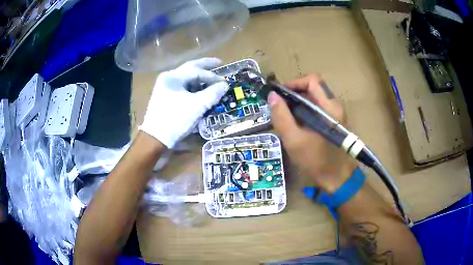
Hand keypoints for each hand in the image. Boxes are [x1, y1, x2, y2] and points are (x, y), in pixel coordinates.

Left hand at [139, 58, 228, 147]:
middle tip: (219, 63)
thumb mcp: (197, 106)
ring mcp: (164, 87)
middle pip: (190, 68)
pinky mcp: (165, 96)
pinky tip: (200, 88)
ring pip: (185, 77)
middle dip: (205, 66)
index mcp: (173, 77)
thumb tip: (224, 85)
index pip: (197, 71)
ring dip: (199, 76)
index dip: (213, 76)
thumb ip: (212, 93)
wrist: (155, 138)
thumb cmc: (176, 119)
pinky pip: (182, 86)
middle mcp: (168, 78)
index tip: (225, 82)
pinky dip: (192, 86)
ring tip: (211, 76)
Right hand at [268, 74, 357, 192]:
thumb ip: (281, 117)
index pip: (312, 80)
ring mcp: (335, 114)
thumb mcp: (294, 140)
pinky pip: (318, 108)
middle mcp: (334, 106)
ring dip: (298, 102)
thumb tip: (272, 96)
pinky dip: (305, 110)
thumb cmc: (316, 160)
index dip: (294, 83)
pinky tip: (296, 123)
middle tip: (279, 106)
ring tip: (285, 115)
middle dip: (294, 93)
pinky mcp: (334, 121)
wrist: (337, 178)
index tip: (280, 94)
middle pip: (313, 88)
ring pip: (315, 98)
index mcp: (328, 107)